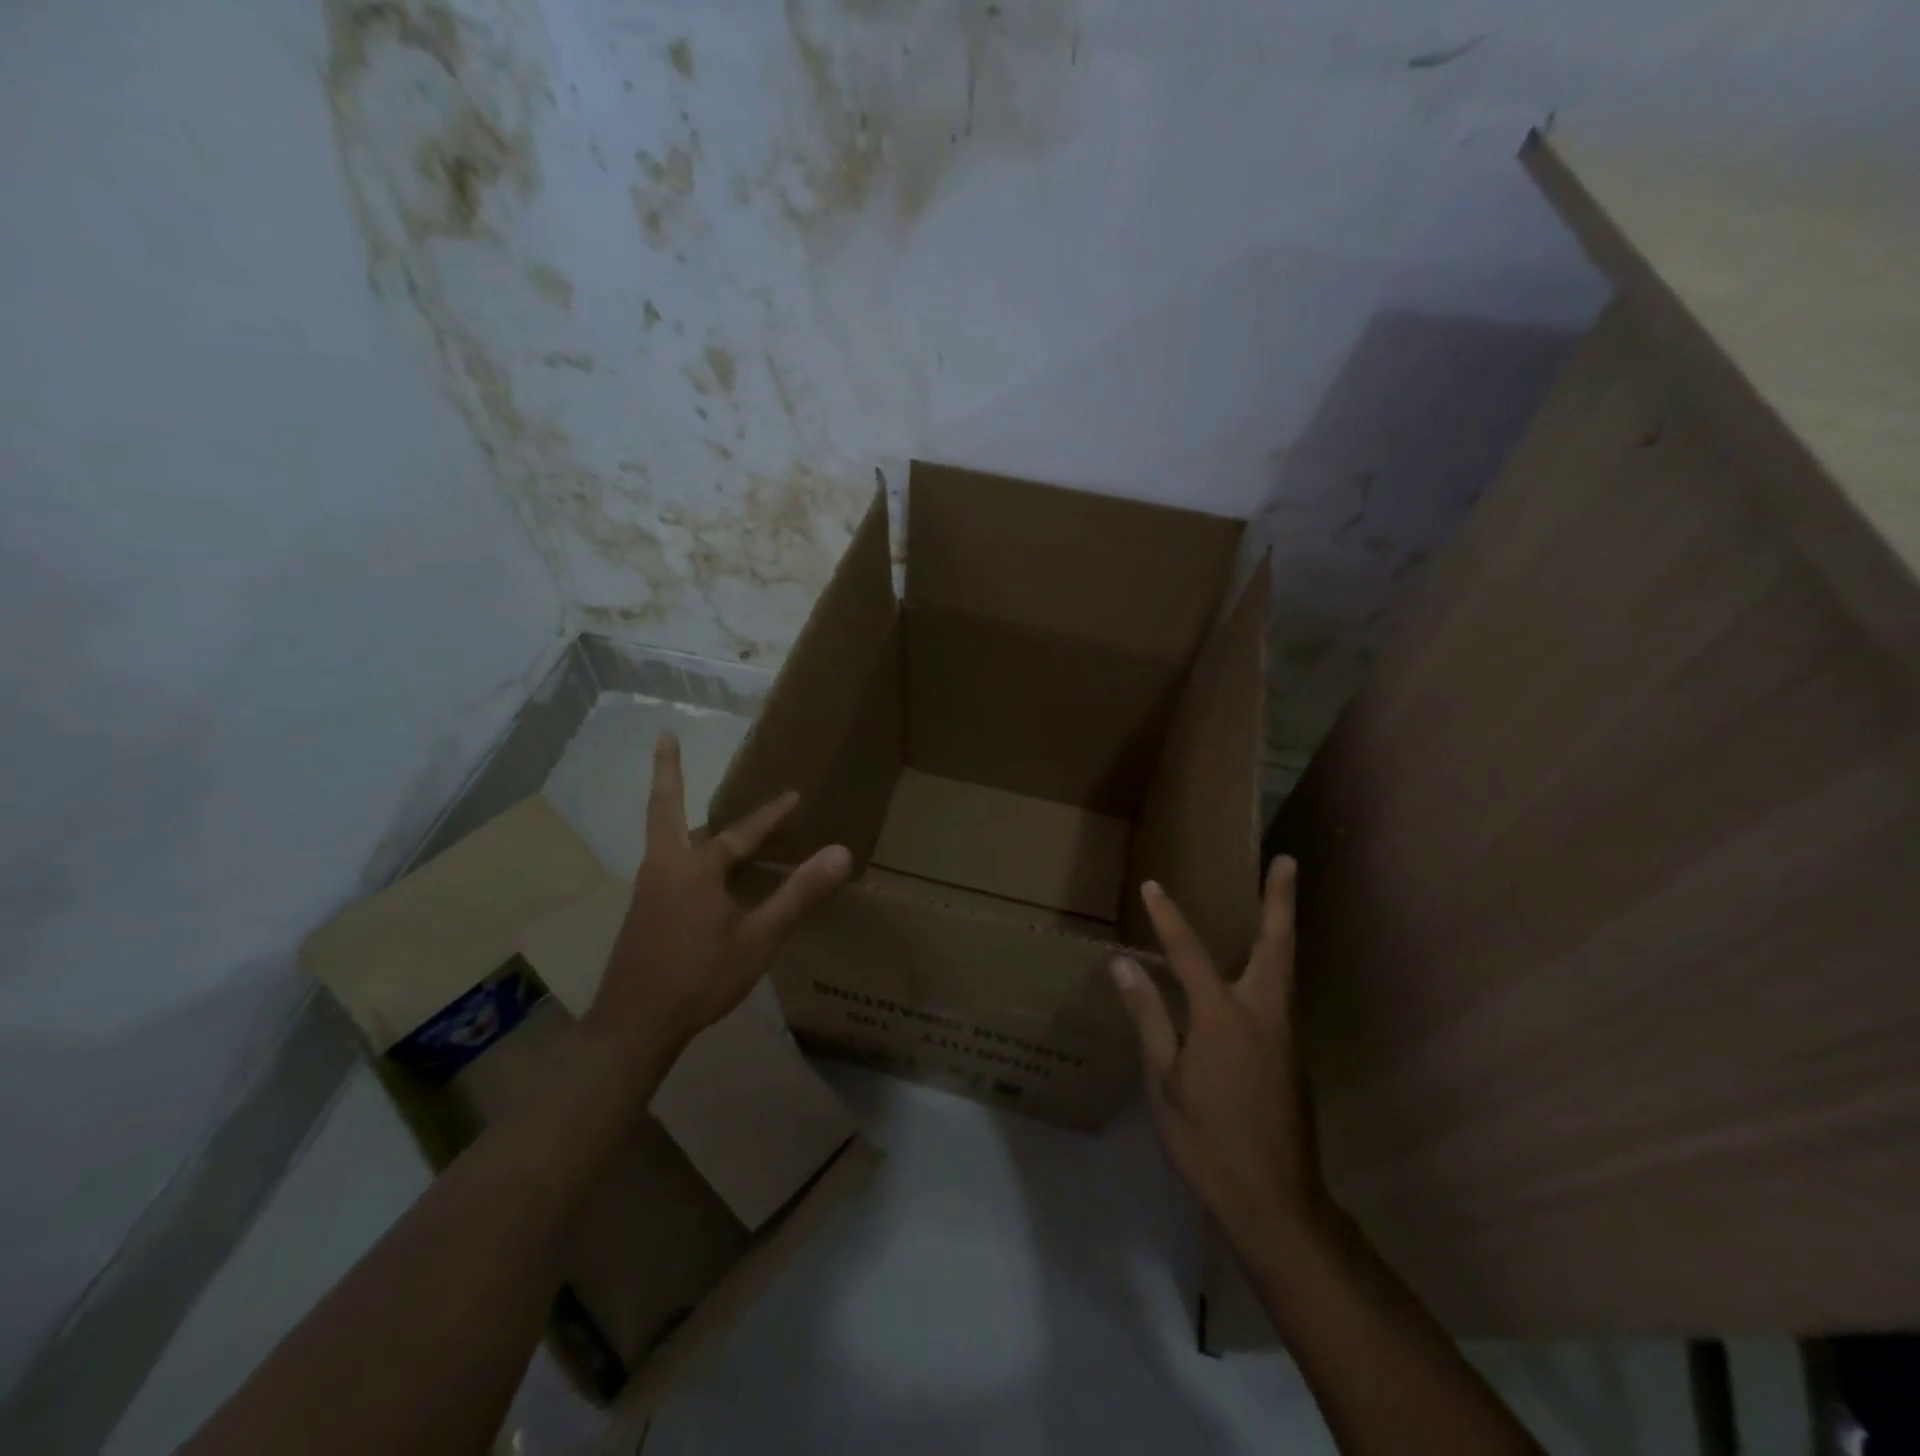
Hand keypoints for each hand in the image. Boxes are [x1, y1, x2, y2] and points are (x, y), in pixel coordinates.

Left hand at [589, 733, 851, 1055]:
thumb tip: (840, 852)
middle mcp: (666, 867)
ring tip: (681, 792)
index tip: (794, 795)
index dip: (771, 815)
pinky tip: (691, 862)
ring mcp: (647, 888)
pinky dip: (675, 841)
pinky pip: (662, 859)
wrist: (634, 1025)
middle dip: (667, 772)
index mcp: (696, 869)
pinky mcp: (642, 910)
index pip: (742, 832)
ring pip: (660, 834)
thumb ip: (798, 893)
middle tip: (663, 738)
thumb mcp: (759, 938)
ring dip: (669, 806)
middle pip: (665, 808)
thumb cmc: (700, 978)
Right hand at [1110, 858, 1325, 1247]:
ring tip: (1274, 900)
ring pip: (1284, 968)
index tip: (1152, 886)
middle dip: (1280, 901)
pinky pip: (1277, 996)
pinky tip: (1250, 973)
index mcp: (1223, 1016)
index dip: (1168, 917)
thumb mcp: (1164, 1081)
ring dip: (1280, 929)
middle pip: (1277, 945)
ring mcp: (1284, 1035)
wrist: (1276, 1205)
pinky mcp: (1290, 1056)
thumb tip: (1124, 966)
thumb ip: (1149, 1017)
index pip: (1189, 951)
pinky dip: (1268, 968)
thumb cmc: (1208, 1141)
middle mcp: (1263, 1013)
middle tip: (1286, 861)